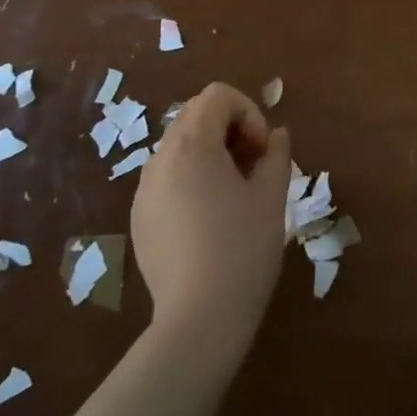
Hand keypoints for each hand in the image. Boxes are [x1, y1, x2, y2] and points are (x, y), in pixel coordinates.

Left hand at [131, 83, 290, 368]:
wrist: (199, 320)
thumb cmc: (242, 249)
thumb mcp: (271, 197)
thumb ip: (276, 154)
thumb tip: (277, 135)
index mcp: (192, 145)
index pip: (217, 95)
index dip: (248, 112)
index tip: (263, 151)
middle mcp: (160, 159)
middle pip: (195, 116)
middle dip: (230, 130)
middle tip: (254, 169)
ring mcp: (144, 190)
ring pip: (180, 148)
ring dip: (211, 154)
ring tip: (234, 195)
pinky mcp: (139, 218)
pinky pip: (167, 179)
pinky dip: (191, 180)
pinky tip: (209, 221)